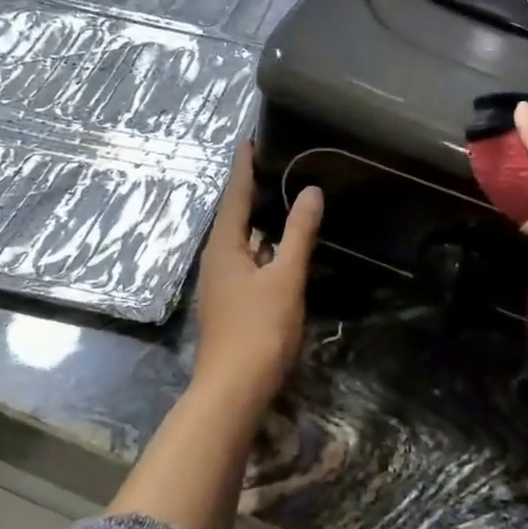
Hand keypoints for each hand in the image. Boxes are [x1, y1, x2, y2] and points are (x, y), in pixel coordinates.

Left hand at [191, 145, 323, 408]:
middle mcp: (216, 262)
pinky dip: (263, 247)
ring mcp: (221, 285)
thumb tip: (310, 191)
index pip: (234, 196)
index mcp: (224, 249)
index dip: (243, 167)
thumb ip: (298, 234)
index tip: (249, 139)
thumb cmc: (259, 329)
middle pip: (233, 217)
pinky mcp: (231, 304)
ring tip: (279, 198)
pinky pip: (247, 262)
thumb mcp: (285, 278)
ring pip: (240, 242)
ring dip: (257, 220)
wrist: (234, 389)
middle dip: (250, 191)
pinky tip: (279, 249)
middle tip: (272, 163)